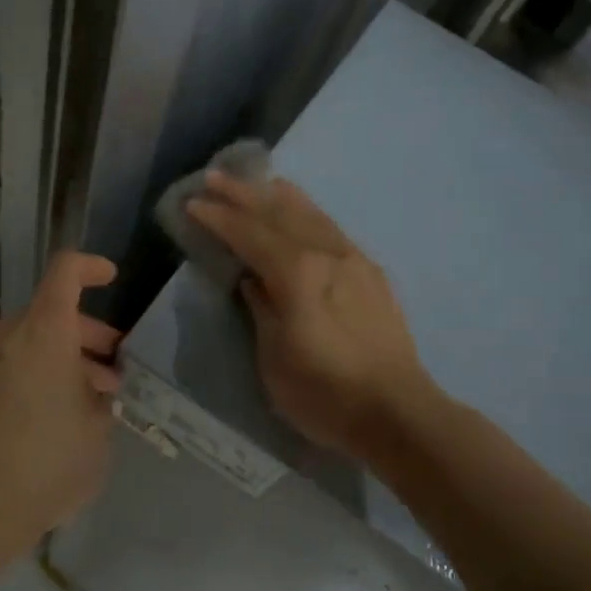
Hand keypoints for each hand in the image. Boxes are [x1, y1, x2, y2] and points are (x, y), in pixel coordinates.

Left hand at [0, 252, 122, 545]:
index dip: (92, 267)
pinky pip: (3, 369)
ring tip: (83, 404)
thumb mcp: (98, 432)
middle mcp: (5, 335)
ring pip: (27, 345)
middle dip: (87, 337)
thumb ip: (101, 398)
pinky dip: (28, 380)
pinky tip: (43, 422)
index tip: (111, 278)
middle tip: (111, 375)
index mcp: (44, 331)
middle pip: (50, 314)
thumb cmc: (46, 464)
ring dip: (58, 362)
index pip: (66, 271)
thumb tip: (94, 389)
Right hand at [186, 172, 430, 460]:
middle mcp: (327, 254)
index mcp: (297, 273)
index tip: (193, 202)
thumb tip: (252, 280)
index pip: (250, 234)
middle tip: (215, 177)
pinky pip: (333, 231)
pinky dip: (311, 214)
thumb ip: (261, 309)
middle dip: (245, 194)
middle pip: (280, 214)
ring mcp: (354, 261)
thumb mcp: (274, 358)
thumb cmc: (324, 393)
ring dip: (281, 197)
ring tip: (261, 181)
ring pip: (312, 216)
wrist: (397, 413)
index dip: (219, 218)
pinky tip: (305, 214)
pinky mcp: (372, 274)